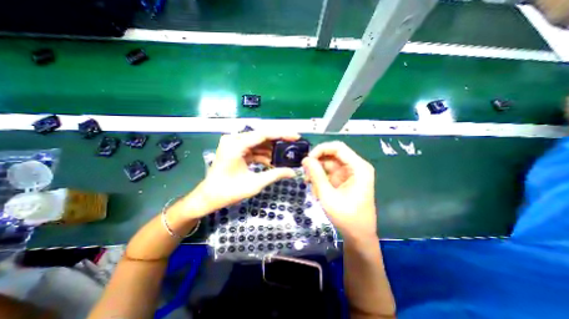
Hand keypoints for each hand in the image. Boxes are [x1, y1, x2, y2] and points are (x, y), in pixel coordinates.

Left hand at [188, 130, 299, 215]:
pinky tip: (272, 162)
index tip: (296, 136)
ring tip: (285, 156)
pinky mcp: (235, 149)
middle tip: (293, 146)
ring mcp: (234, 144)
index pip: (263, 134)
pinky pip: (253, 149)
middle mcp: (234, 140)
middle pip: (262, 136)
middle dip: (278, 142)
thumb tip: (293, 172)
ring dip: (271, 150)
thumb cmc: (228, 192)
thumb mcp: (254, 184)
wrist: (209, 197)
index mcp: (236, 145)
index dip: (282, 134)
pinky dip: (263, 155)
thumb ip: (275, 175)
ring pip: (259, 143)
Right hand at [302, 141, 376, 240]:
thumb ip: (316, 175)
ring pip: (329, 163)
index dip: (321, 149)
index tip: (307, 159)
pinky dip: (320, 178)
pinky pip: (329, 172)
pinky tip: (316, 189)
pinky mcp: (344, 179)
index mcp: (358, 167)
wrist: (358, 235)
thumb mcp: (328, 196)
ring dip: (317, 172)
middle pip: (332, 155)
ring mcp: (349, 173)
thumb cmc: (346, 217)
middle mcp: (355, 166)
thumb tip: (305, 159)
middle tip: (305, 173)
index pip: (338, 148)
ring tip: (309, 184)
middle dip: (317, 162)